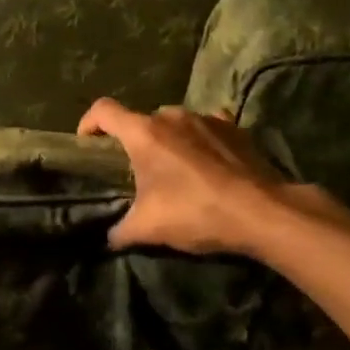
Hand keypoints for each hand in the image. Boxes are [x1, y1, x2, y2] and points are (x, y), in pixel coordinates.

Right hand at [77, 98, 338, 255]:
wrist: (263, 212)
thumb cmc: (195, 212)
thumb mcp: (148, 228)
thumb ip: (120, 231)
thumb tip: (109, 238)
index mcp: (144, 133)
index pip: (103, 110)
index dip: (88, 123)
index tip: (86, 144)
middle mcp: (173, 116)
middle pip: (141, 120)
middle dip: (133, 142)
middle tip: (136, 172)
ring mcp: (206, 118)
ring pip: (174, 124)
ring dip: (168, 142)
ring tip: (175, 172)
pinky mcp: (235, 127)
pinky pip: (205, 128)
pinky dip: (198, 142)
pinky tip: (207, 166)